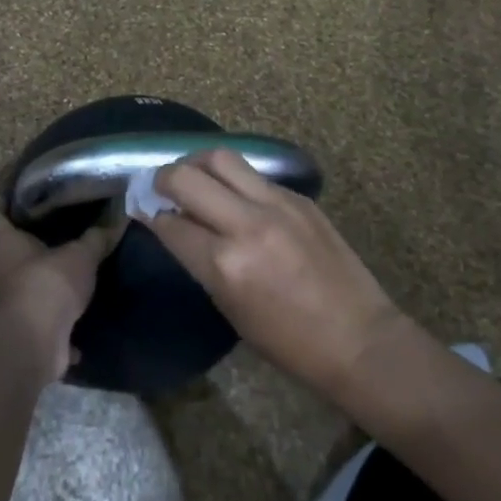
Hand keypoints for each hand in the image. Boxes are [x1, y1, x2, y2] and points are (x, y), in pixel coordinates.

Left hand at [0, 208, 124, 382]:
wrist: (31, 346)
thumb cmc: (46, 284)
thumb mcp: (80, 256)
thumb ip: (97, 238)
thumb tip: (118, 217)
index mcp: (1, 240)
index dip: (12, 200)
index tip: (34, 192)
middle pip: (9, 248)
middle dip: (32, 241)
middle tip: (61, 226)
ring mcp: (3, 302)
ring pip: (23, 284)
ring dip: (42, 281)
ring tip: (71, 266)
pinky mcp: (17, 330)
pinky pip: (38, 319)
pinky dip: (55, 320)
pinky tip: (78, 315)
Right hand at [145, 151, 405, 401]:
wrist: (358, 338)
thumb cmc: (288, 342)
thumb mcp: (230, 307)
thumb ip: (200, 261)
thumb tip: (175, 226)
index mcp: (224, 264)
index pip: (170, 222)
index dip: (151, 214)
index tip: (143, 209)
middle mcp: (246, 224)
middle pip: (187, 175)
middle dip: (164, 177)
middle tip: (161, 186)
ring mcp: (276, 204)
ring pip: (221, 158)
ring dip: (197, 163)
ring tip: (194, 176)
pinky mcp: (298, 197)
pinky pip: (254, 174)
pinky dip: (235, 179)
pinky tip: (234, 194)